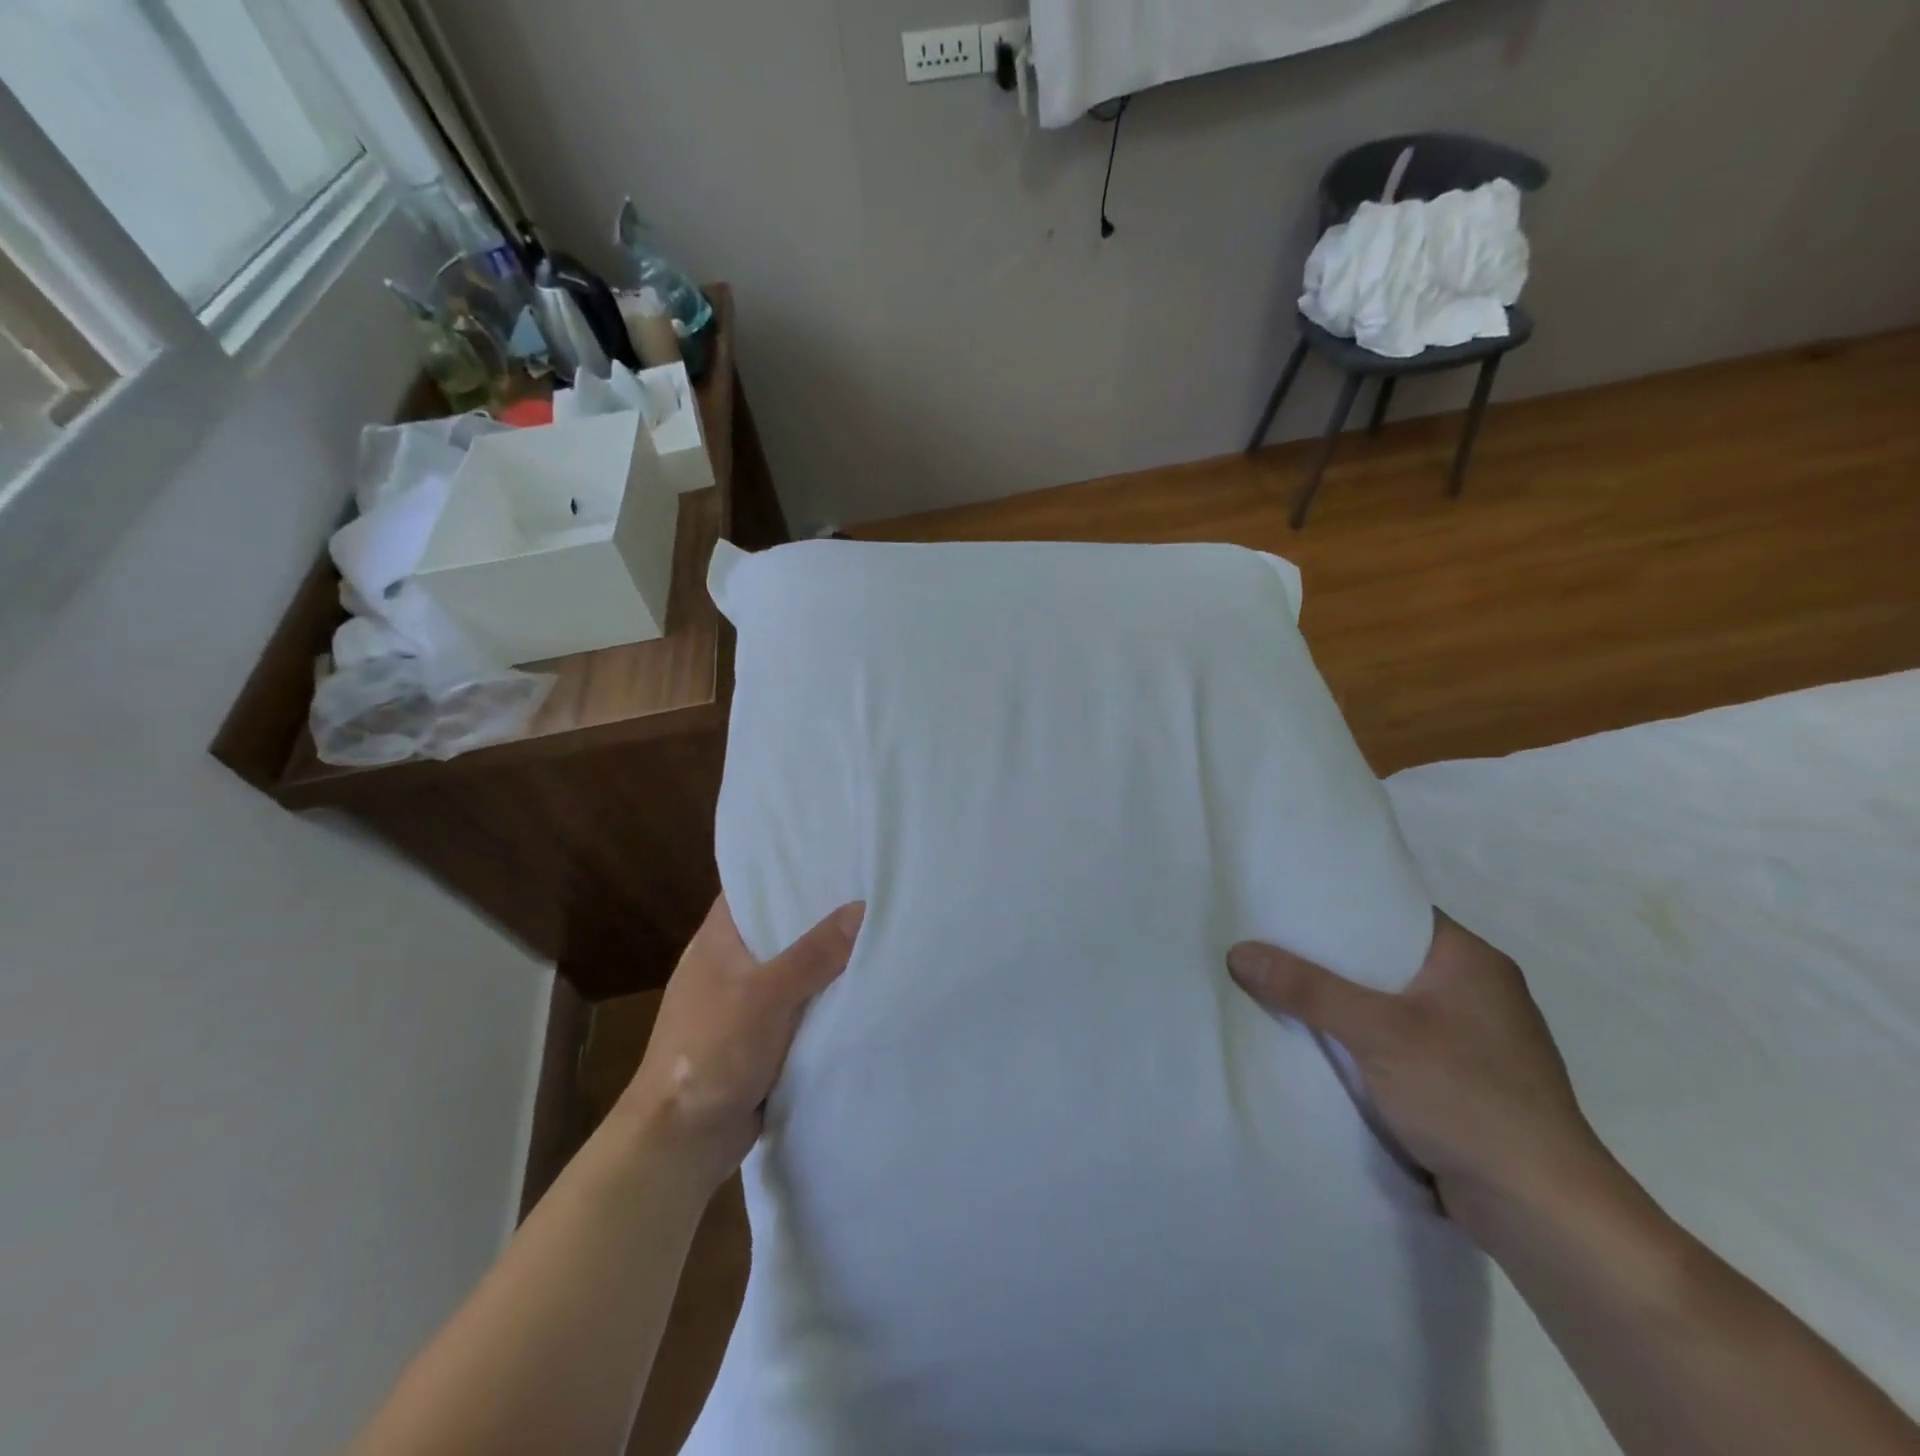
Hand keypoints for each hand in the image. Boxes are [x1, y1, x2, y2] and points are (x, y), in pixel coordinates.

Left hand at [618, 895, 862, 1191]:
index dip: (790, 868)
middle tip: (872, 889)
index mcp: (719, 939)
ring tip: (879, 929)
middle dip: (821, 913)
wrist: (683, 1139)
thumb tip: (860, 907)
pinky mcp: (761, 1034)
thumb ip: (813, 954)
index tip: (835, 855)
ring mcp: (745, 999)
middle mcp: (731, 961)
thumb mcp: (766, 995)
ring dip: (828, 958)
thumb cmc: (712, 1050)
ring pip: (795, 967)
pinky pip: (800, 1003)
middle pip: (782, 925)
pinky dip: (825, 996)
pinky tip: (863, 985)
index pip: (755, 886)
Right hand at [1227, 914, 1612, 1228]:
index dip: (1339, 903)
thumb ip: (1307, 989)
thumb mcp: (1378, 1032)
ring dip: (1340, 1003)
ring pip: (1385, 1004)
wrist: (1544, 1214)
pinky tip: (1314, 1040)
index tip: (1283, 902)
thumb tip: (1238, 951)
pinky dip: (1357, 1040)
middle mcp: (1475, 992)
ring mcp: (1469, 1040)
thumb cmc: (1469, 1099)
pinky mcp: (1460, 1083)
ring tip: (1276, 985)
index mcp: (1471, 961)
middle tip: (1266, 941)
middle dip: (1327, 956)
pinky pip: (1393, 1043)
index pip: (1394, 910)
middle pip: (1383, 958)